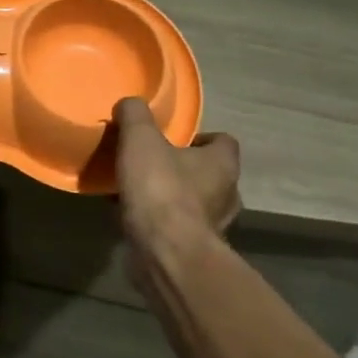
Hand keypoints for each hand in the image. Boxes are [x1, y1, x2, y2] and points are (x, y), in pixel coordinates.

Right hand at [112, 97, 241, 246]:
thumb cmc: (161, 190)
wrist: (165, 254)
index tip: (174, 139)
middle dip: (185, 169)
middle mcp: (227, 195)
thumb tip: (130, 104)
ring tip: (140, 193)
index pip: (224, 141)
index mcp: (223, 163)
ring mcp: (215, 227)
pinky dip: (162, 224)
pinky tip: (135, 219)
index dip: (201, 137)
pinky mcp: (196, 252)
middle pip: (210, 173)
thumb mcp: (140, 139)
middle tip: (154, 164)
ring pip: (196, 204)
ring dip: (173, 199)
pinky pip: (179, 230)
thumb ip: (135, 115)